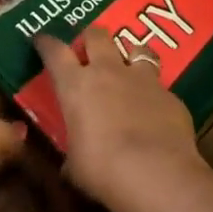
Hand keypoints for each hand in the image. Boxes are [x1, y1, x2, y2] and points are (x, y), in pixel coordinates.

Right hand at [34, 25, 202, 206]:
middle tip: (89, 50)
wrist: (159, 176)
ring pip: (137, 49)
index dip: (46, 43)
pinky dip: (155, 96)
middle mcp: (108, 72)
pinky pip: (161, 87)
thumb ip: (72, 154)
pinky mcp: (171, 96)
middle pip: (97, 35)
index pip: (54, 51)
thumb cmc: (104, 170)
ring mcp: (143, 80)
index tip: (41, 40)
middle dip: (91, 38)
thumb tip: (70, 165)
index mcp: (76, 85)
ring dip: (130, 56)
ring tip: (129, 69)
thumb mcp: (75, 165)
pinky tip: (157, 113)